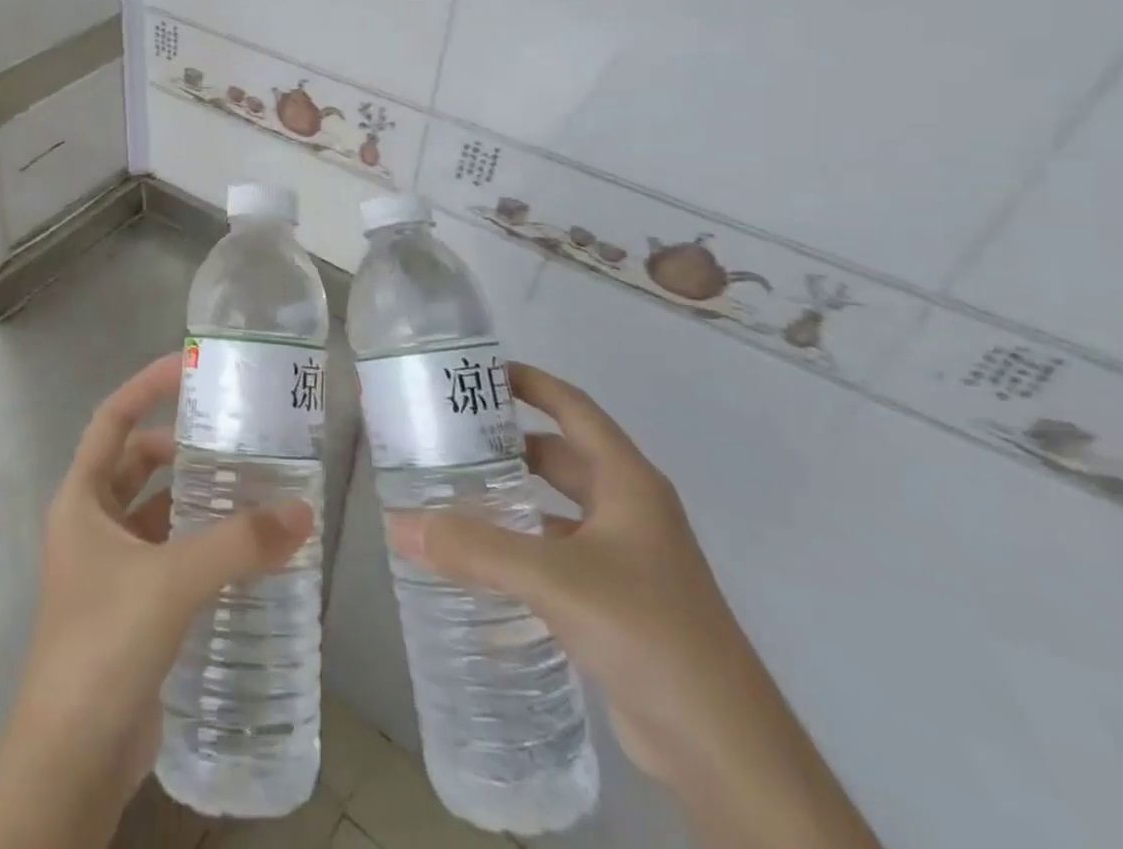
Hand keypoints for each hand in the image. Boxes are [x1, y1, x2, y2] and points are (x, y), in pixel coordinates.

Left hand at [0, 353, 313, 848]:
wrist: (69, 763)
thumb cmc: (103, 647)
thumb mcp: (171, 582)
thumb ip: (238, 543)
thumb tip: (303, 511)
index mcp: (82, 500)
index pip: (113, 419)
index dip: (147, 385)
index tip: (190, 366)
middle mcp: (92, 525)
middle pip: (138, 463)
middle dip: (183, 447)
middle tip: (238, 436)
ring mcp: (109, 568)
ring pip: (157, 511)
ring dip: (196, 498)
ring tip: (252, 487)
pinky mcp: (131, 608)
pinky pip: (169, 554)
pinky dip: (200, 543)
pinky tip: (243, 549)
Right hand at [390, 365, 880, 848]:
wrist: (725, 751)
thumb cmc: (648, 632)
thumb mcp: (555, 579)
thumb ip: (475, 549)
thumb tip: (397, 525)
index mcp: (628, 482)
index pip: (573, 408)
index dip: (530, 382)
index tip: (476, 372)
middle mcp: (629, 510)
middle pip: (560, 456)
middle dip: (507, 444)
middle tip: (446, 437)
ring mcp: (626, 558)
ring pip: (556, 508)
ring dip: (511, 499)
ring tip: (451, 493)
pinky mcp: (617, 602)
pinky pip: (557, 555)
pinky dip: (521, 548)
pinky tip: (479, 562)